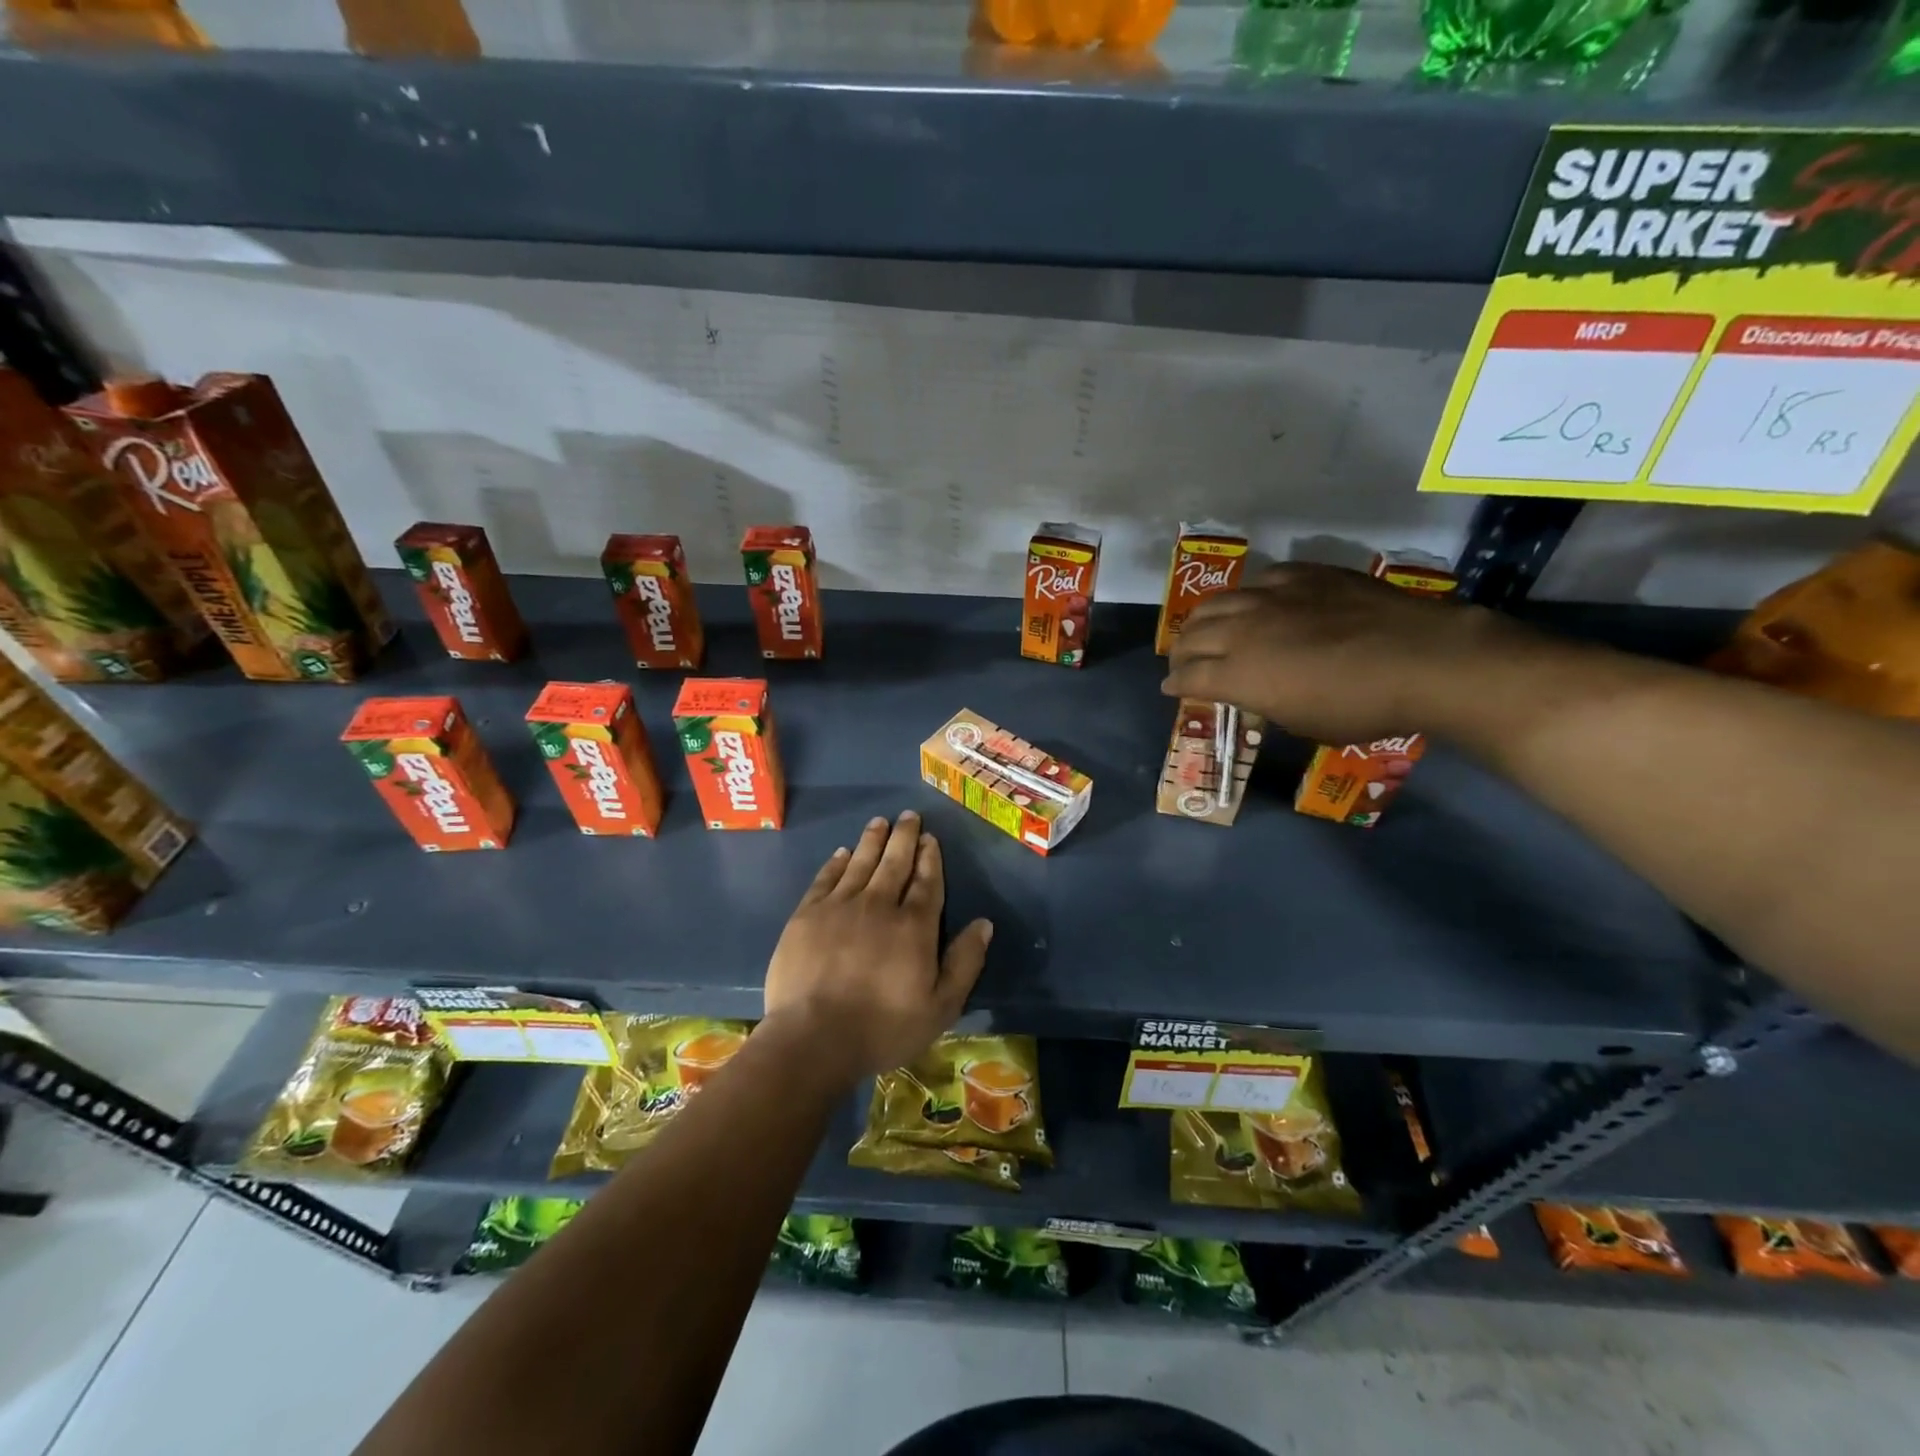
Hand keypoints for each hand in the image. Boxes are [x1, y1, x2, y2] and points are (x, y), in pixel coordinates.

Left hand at [762, 811, 992, 1081]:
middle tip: (909, 816)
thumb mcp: (940, 1007)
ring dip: (872, 840)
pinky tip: (842, 852)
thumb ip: (965, 963)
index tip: (931, 838)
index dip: (930, 858)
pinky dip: (837, 862)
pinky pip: (826, 878)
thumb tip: (984, 923)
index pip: (927, 882)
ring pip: (861, 862)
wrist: (813, 1038)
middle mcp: (879, 905)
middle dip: (904, 837)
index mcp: (914, 926)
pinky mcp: (807, 915)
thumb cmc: (883, 1029)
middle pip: (895, 862)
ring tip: (880, 821)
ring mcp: (839, 906)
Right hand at [1162, 562, 1515, 743]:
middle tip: (1184, 662)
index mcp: (1239, 674)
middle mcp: (1243, 631)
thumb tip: (1254, 692)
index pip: (1188, 677)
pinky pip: (1262, 580)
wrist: (1423, 659)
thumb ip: (1265, 702)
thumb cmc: (1361, 708)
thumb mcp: (1302, 723)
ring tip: (1206, 628)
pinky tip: (1260, 602)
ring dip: (1204, 620)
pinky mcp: (1304, 575)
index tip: (1172, 689)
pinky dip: (1250, 596)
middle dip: (1181, 652)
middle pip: (1192, 635)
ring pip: (1218, 602)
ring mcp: (1272, 597)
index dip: (1175, 685)